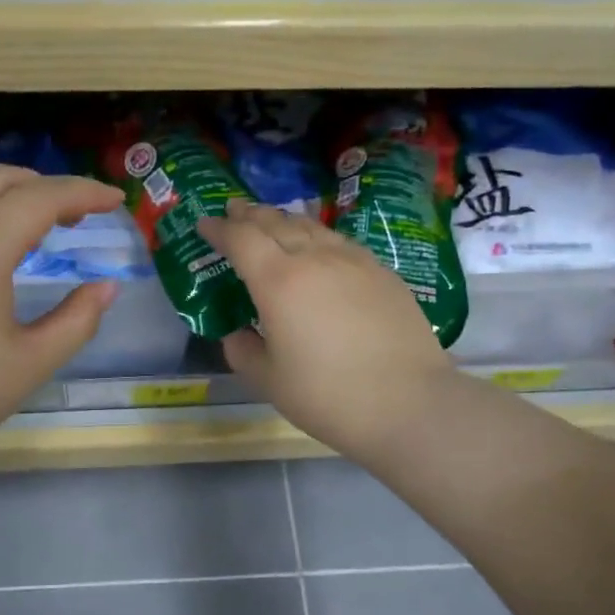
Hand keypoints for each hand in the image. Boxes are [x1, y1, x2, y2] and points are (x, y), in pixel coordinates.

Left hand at [0, 166, 123, 477]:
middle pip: (1, 179)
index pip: (41, 198)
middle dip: (47, 186)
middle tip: (79, 215)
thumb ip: (78, 320)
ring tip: (34, 225)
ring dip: (7, 194)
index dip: (84, 192)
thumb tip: (106, 288)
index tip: (115, 199)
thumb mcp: (31, 364)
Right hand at [198, 200, 455, 464]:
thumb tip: (238, 333)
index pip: (241, 240)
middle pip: (276, 223)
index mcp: (278, 281)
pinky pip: (340, 242)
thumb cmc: (328, 395)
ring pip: (312, 227)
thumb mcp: (269, 381)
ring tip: (272, 221)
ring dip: (285, 220)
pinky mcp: (382, 273)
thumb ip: (243, 351)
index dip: (220, 229)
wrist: (409, 403)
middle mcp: (314, 259)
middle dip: (250, 215)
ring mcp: (354, 262)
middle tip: (234, 211)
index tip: (205, 223)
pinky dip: (318, 236)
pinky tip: (319, 247)